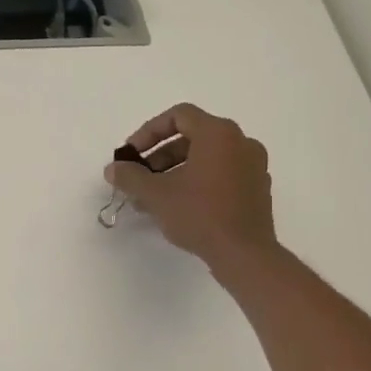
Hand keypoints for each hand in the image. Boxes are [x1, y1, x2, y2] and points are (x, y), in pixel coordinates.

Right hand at [104, 103, 277, 272]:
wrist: (245, 255)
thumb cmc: (200, 215)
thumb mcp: (156, 194)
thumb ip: (130, 176)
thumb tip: (113, 168)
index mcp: (218, 134)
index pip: (179, 116)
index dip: (149, 132)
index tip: (132, 155)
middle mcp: (241, 142)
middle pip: (192, 136)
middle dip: (160, 155)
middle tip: (140, 177)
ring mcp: (254, 166)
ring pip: (206, 157)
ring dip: (176, 170)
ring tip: (153, 197)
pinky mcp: (258, 189)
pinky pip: (222, 174)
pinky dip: (198, 181)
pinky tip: (179, 206)